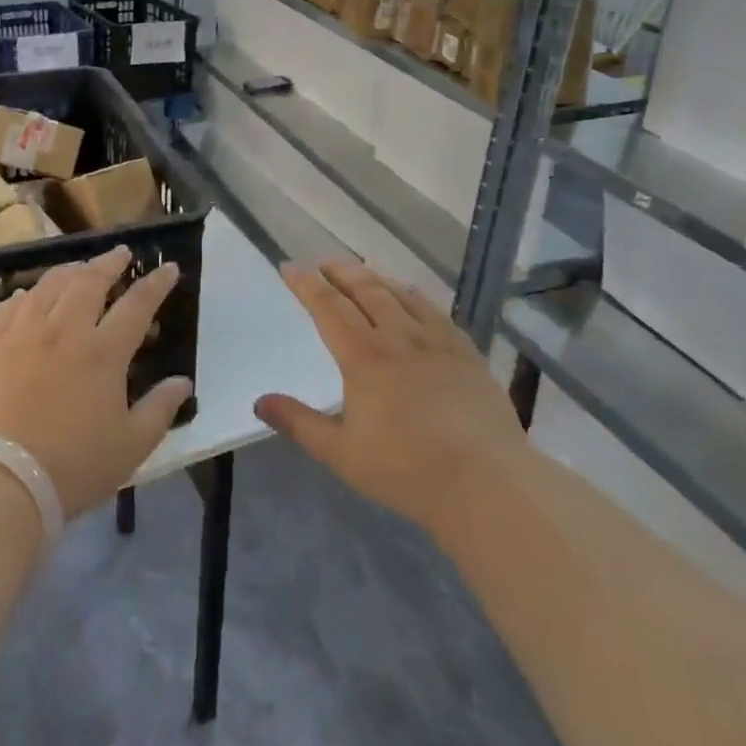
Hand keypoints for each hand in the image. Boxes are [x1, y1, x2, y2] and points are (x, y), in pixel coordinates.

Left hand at [0, 247, 191, 516]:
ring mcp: (23, 332)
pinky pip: (8, 306)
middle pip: (90, 282)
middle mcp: (65, 330)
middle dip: (109, 263)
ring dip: (69, 271)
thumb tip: (184, 382)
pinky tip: (28, 296)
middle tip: (120, 254)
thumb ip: (160, 409)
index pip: (137, 304)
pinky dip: (24, 296)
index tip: (168, 267)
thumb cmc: (73, 467)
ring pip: (49, 286)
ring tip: (79, 268)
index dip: (156, 283)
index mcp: (104, 352)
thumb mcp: (131, 446)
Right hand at [258, 262, 521, 535]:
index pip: (328, 306)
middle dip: (339, 271)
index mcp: (363, 357)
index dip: (306, 284)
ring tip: (358, 271)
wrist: (486, 483)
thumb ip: (299, 423)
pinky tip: (409, 295)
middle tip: (322, 262)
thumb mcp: (341, 454)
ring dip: (373, 277)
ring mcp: (436, 340)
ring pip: (398, 293)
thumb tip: (259, 402)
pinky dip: (411, 294)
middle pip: (364, 289)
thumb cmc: (407, 471)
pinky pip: (432, 308)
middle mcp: (397, 336)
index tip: (289, 267)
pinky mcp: (465, 350)